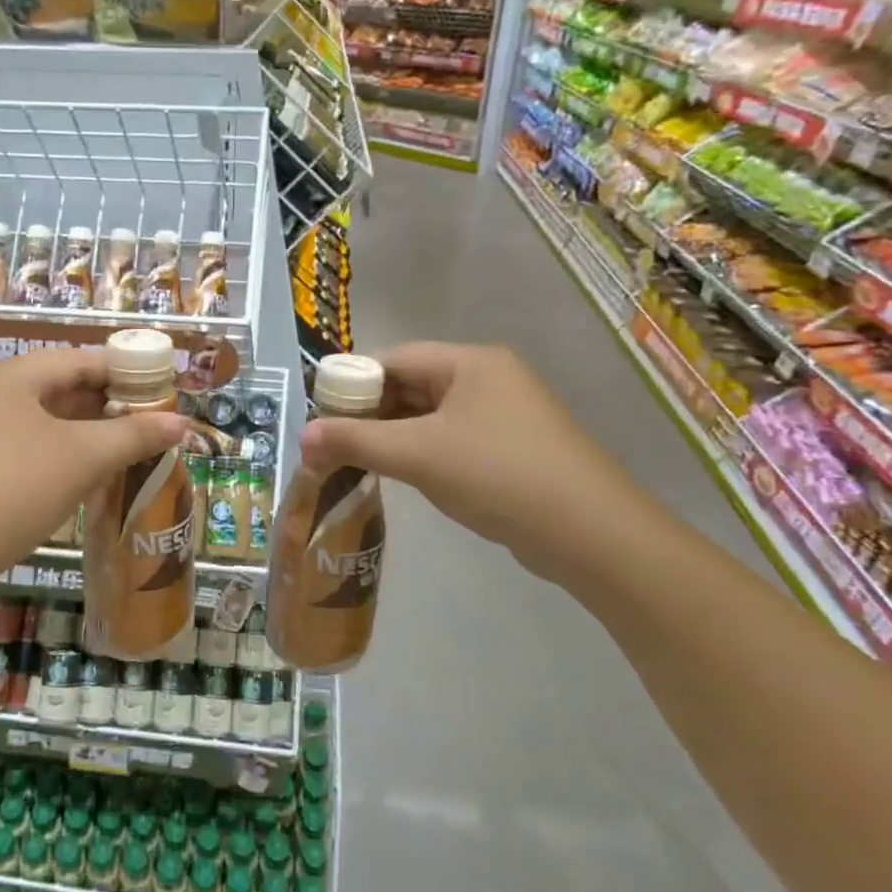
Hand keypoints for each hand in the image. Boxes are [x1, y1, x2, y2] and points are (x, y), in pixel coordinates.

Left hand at [0, 347, 187, 607]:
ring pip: (39, 421)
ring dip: (82, 432)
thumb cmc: (11, 490)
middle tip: (149, 421)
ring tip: (125, 447)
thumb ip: (133, 436)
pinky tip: (82, 475)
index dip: (123, 371)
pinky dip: (56, 454)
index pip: (77, 360)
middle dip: (105, 405)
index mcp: (7, 376)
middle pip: (56, 387)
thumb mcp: (81, 459)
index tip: (160, 387)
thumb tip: (182, 423)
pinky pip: (21, 447)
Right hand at [299, 342, 656, 585]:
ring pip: (431, 416)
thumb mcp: (418, 455)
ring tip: (355, 461)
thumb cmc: (497, 474)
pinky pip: (452, 439)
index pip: (394, 359)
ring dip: (393, 436)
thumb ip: (356, 442)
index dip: (352, 382)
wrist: (590, 533)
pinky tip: (402, 475)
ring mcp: (504, 415)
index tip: (319, 412)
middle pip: (412, 385)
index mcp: (469, 362)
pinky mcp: (513, 449)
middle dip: (370, 413)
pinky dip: (422, 452)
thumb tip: (301, 437)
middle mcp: (488, 378)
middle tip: (330, 442)